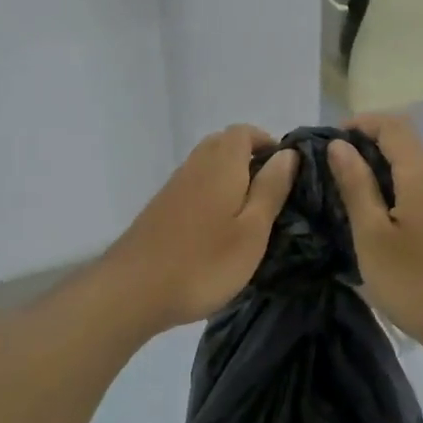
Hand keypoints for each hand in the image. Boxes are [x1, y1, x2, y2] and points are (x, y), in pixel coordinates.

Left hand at [103, 125, 298, 333]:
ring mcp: (174, 186)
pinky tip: (217, 226)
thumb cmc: (204, 262)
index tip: (285, 170)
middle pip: (223, 143)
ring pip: (206, 164)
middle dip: (249, 157)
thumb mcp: (252, 230)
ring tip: (248, 212)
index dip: (266, 142)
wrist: (133, 290)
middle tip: (270, 191)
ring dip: (229, 175)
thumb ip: (271, 189)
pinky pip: (193, 184)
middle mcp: (195, 165)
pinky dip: (211, 192)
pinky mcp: (161, 207)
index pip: (244, 132)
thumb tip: (288, 154)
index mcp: (221, 165)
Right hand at [326, 114, 422, 349]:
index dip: (358, 123)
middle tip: (329, 171)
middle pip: (404, 143)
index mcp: (421, 174)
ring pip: (412, 169)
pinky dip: (394, 192)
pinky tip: (375, 220)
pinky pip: (421, 191)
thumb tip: (340, 146)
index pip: (392, 124)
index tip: (328, 143)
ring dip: (379, 171)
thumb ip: (355, 185)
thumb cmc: (416, 282)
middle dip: (365, 147)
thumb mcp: (372, 235)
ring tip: (345, 196)